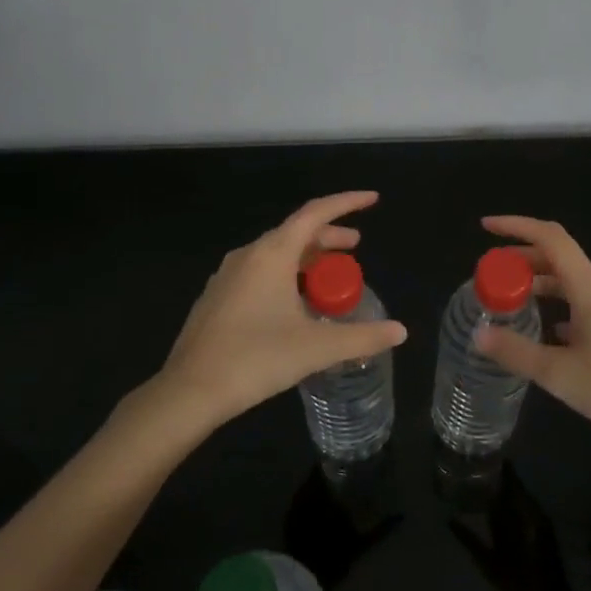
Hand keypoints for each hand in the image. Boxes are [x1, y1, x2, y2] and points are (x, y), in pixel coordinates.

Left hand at [156, 191, 406, 432]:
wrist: (190, 391)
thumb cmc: (257, 358)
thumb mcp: (317, 347)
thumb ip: (362, 337)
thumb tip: (399, 331)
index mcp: (272, 254)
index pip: (315, 214)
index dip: (346, 203)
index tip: (372, 199)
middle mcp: (248, 256)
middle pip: (296, 233)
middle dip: (329, 238)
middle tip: (355, 249)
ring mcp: (227, 277)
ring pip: (276, 254)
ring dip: (307, 259)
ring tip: (328, 279)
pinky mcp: (217, 298)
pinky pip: (259, 273)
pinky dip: (285, 276)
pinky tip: (293, 305)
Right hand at [473, 215, 590, 461]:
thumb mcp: (561, 376)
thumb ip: (517, 352)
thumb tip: (479, 335)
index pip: (549, 238)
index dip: (516, 226)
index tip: (486, 227)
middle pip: (558, 258)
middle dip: (521, 261)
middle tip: (489, 276)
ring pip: (572, 281)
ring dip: (540, 285)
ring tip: (510, 302)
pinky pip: (586, 301)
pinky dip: (560, 305)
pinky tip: (546, 331)